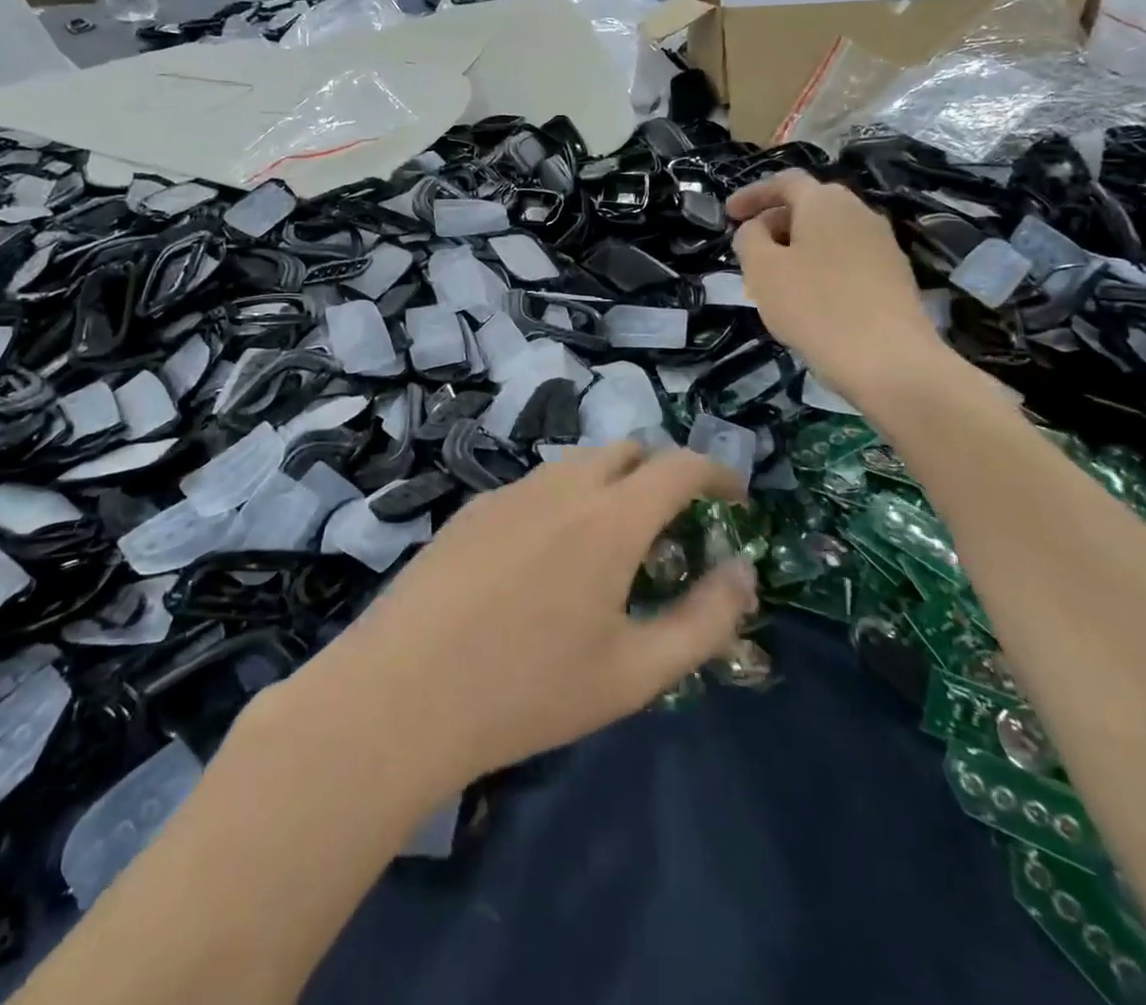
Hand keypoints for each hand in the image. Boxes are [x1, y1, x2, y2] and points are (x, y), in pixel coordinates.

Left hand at [299, 444, 755, 793]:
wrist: (404, 691)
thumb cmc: (529, 690)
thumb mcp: (636, 672)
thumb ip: (705, 619)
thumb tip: (742, 572)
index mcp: (609, 518)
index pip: (679, 466)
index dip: (717, 474)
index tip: (734, 499)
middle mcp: (560, 486)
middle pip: (627, 452)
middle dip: (661, 476)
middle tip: (671, 531)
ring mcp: (508, 491)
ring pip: (577, 466)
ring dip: (610, 488)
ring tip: (611, 550)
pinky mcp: (471, 508)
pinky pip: (535, 487)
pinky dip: (564, 502)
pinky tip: (546, 562)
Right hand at [728, 171, 949, 403]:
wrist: (887, 358)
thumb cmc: (814, 306)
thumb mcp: (762, 269)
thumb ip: (749, 238)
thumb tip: (757, 228)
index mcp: (825, 202)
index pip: (785, 182)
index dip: (752, 194)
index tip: (728, 214)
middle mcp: (859, 212)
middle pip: (810, 205)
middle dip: (775, 220)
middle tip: (750, 247)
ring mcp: (883, 243)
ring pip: (829, 233)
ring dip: (798, 246)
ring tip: (776, 276)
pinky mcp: (894, 275)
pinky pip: (846, 258)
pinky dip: (820, 265)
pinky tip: (809, 296)